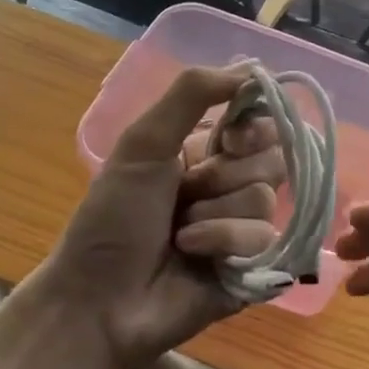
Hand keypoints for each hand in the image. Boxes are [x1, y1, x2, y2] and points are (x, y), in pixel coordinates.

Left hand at [38, 65, 282, 368]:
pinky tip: (191, 254)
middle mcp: (228, 184)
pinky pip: (263, 237)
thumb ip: (192, 93)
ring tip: (179, 232)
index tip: (228, 137)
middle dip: (226, 173)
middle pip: (271, 157)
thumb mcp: (143, 142)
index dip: (252, 126)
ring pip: (265, 197)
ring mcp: (241, 227)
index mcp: (205, 152)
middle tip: (188, 189)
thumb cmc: (113, 217)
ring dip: (215, 212)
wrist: (97, 301)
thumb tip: (253, 67)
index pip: (259, 121)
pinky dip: (222, 242)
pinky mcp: (252, 266)